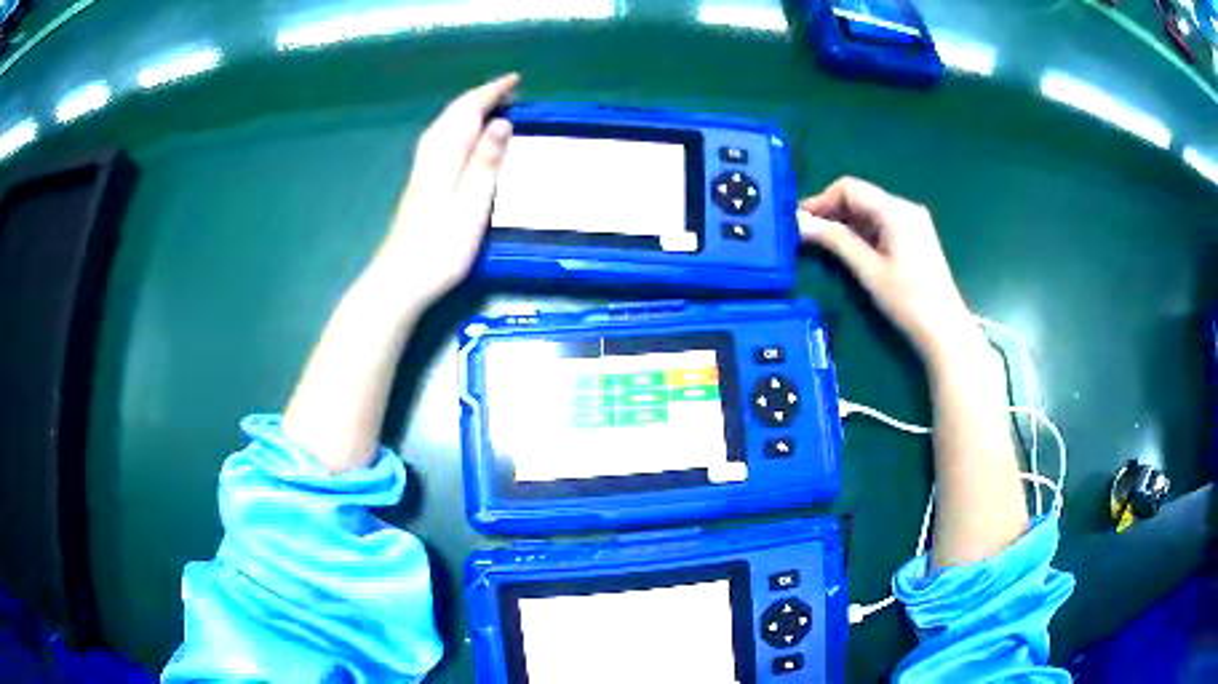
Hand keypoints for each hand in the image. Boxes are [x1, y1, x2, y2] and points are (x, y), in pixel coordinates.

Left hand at [371, 73, 519, 303]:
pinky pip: (441, 142)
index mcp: (444, 157)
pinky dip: (457, 128)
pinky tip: (462, 139)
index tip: (515, 80)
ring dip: (467, 110)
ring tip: (491, 106)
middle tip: (508, 90)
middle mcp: (430, 158)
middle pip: (452, 115)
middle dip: (479, 97)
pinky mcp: (420, 187)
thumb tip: (500, 122)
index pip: (467, 112)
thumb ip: (485, 164)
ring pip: (444, 127)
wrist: (399, 281)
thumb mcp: (471, 206)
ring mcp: (421, 172)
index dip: (490, 93)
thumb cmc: (439, 249)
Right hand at [799, 177, 978, 363]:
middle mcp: (905, 208)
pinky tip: (849, 249)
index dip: (822, 200)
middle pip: (860, 196)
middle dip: (832, 211)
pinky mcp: (915, 237)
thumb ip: (836, 241)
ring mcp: (913, 222)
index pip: (850, 188)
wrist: (946, 330)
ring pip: (870, 210)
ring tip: (823, 244)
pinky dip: (862, 232)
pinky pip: (882, 224)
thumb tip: (801, 223)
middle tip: (807, 234)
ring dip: (845, 223)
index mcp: (896, 210)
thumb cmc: (909, 301)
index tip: (801, 222)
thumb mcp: (869, 271)